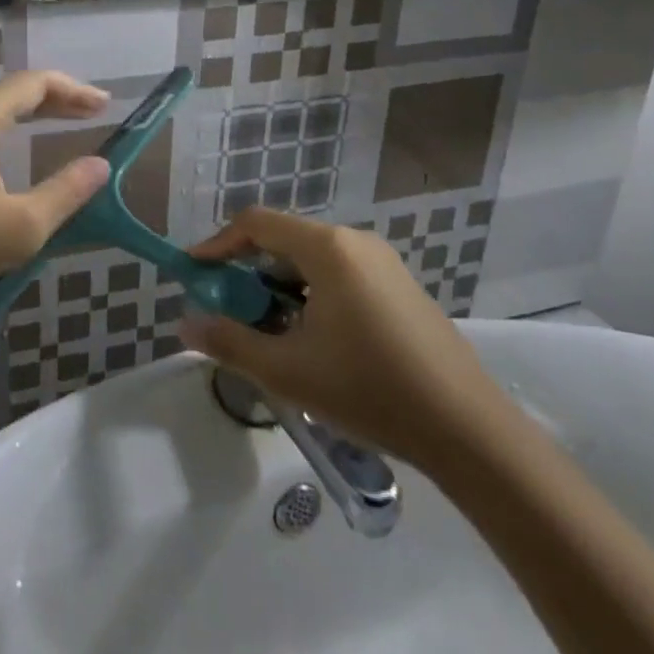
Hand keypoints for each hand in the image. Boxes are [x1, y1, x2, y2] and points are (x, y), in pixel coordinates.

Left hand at [0, 72, 111, 317]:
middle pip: (14, 92)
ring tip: (62, 124)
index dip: (75, 91)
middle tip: (92, 114)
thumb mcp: (21, 227)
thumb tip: (101, 165)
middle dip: (56, 100)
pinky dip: (7, 129)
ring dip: (31, 113)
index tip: (105, 106)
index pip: (34, 84)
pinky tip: (16, 151)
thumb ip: (66, 192)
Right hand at [181, 209, 506, 474]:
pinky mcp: (400, 286)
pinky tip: (313, 338)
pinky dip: (311, 293)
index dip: (218, 243)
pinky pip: (340, 273)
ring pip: (312, 258)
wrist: (469, 431)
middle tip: (228, 307)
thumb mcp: (288, 371)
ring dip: (279, 284)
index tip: (194, 272)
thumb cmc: (370, 390)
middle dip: (248, 269)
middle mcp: (355, 241)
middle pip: (284, 238)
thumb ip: (230, 342)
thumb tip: (184, 326)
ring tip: (268, 329)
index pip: (256, 223)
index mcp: (327, 247)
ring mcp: (383, 262)